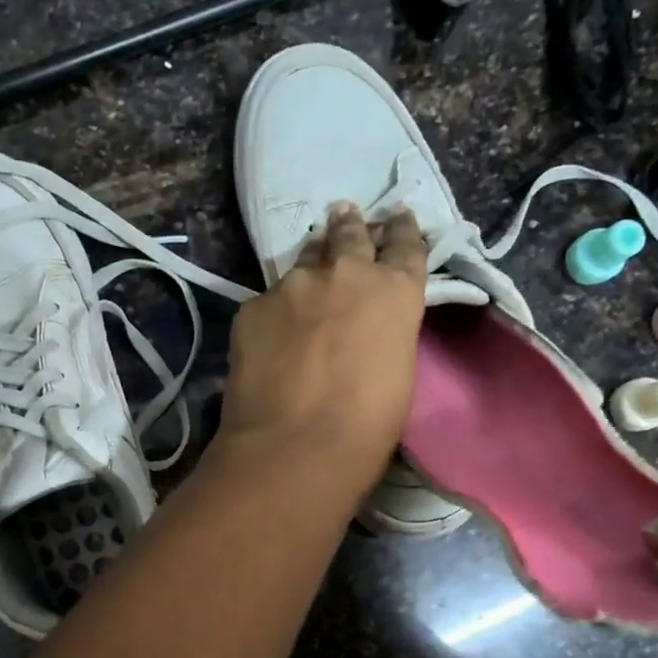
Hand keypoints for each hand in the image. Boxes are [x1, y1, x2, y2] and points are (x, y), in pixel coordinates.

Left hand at [220, 203, 427, 485]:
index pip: (405, 246)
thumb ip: (385, 333)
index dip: (402, 230)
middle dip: (350, 225)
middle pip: (349, 236)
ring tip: (309, 262)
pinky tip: (271, 332)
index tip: (398, 217)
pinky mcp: (252, 307)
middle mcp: (346, 274)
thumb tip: (366, 330)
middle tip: (345, 213)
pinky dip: (274, 311)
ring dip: (311, 261)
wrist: (295, 444)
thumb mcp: (398, 372)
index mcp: (395, 291)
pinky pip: (268, 302)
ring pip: (304, 262)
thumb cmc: (366, 424)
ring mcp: (293, 286)